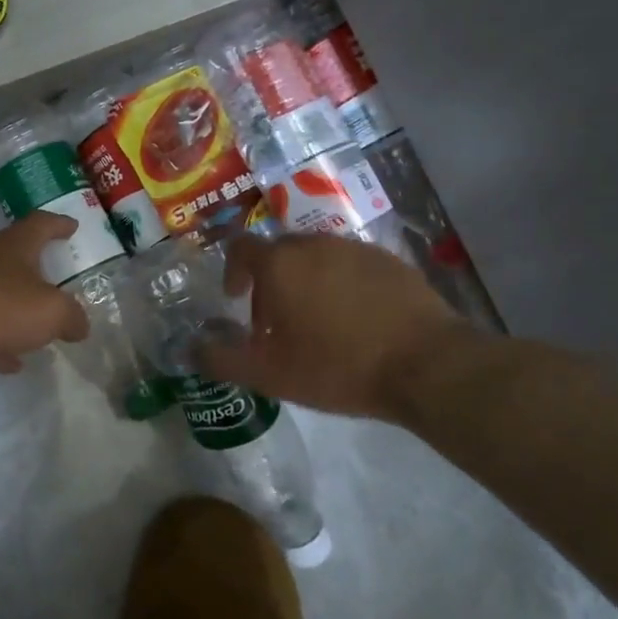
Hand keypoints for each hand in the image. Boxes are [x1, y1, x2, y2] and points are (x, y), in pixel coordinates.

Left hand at [0, 212, 91, 386]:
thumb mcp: (47, 310)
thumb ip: (70, 316)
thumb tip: (80, 325)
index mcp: (12, 248)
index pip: (40, 225)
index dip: (58, 224)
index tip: (73, 226)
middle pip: (15, 259)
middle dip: (37, 269)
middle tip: (60, 282)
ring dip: (18, 311)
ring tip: (41, 330)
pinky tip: (11, 362)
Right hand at [194, 234, 469, 421]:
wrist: (426, 365)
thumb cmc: (337, 366)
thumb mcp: (269, 375)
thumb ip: (221, 360)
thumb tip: (191, 350)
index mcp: (279, 263)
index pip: (240, 248)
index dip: (232, 271)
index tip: (237, 300)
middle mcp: (314, 243)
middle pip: (279, 253)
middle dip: (270, 282)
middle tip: (277, 323)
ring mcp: (355, 248)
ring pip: (317, 258)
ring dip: (307, 282)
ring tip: (319, 324)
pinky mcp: (390, 260)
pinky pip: (351, 265)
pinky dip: (342, 285)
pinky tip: (357, 321)